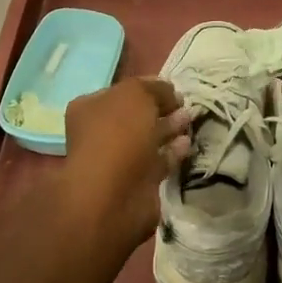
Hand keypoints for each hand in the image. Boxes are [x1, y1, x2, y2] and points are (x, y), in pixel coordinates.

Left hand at [60, 77, 191, 260]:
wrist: (113, 195)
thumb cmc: (118, 135)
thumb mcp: (136, 94)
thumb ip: (154, 88)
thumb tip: (169, 91)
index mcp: (91, 108)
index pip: (122, 91)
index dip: (148, 87)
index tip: (173, 88)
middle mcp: (100, 133)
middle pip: (135, 116)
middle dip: (160, 109)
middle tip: (184, 103)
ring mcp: (118, 160)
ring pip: (147, 139)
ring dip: (169, 129)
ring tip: (190, 119)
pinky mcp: (137, 182)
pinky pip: (157, 161)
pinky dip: (172, 152)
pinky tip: (187, 143)